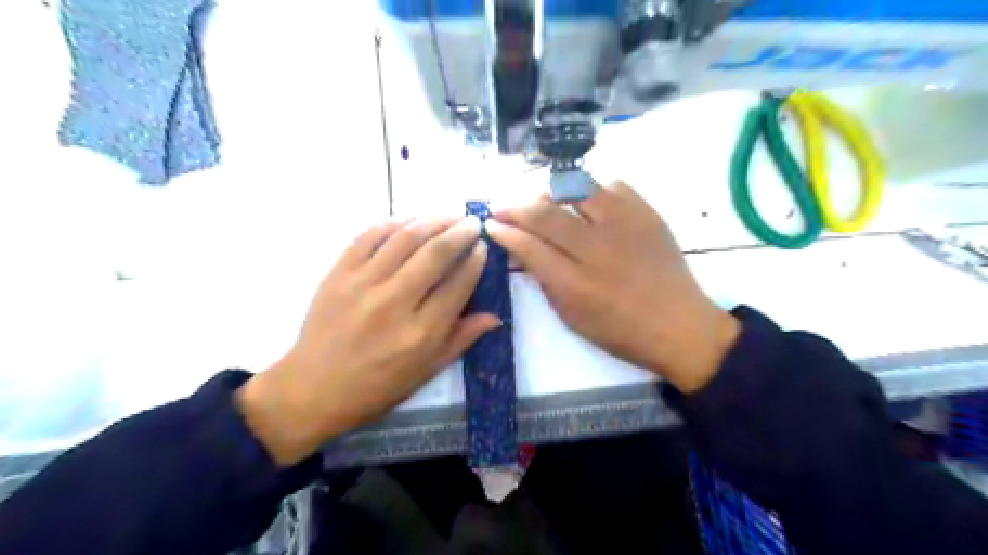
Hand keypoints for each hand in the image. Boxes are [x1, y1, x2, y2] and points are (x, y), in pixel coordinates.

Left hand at [238, 215, 502, 463]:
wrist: (312, 389)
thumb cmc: (376, 388)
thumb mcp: (426, 372)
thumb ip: (461, 340)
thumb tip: (495, 316)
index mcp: (421, 333)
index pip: (458, 284)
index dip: (475, 262)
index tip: (483, 248)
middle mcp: (395, 303)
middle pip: (436, 254)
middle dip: (460, 232)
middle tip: (472, 222)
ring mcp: (363, 285)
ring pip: (405, 239)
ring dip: (432, 220)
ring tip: (449, 214)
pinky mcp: (338, 274)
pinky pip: (368, 237)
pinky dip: (392, 223)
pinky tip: (409, 220)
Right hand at [484, 182, 737, 394]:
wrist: (680, 325)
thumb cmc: (621, 330)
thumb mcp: (573, 317)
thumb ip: (545, 279)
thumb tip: (522, 249)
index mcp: (576, 284)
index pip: (529, 246)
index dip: (505, 231)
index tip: (492, 224)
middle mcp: (598, 248)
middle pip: (546, 213)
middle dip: (515, 206)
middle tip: (503, 207)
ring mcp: (626, 225)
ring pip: (576, 188)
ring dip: (549, 191)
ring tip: (541, 199)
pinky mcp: (647, 214)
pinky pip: (612, 185)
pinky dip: (590, 188)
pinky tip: (584, 201)